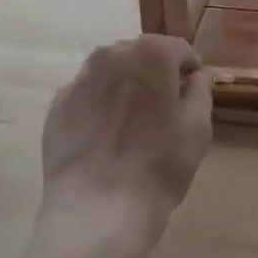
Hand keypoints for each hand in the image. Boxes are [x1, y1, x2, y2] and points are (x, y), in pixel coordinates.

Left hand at [38, 35, 212, 256]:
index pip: (178, 49)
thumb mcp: (198, 126)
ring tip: (133, 122)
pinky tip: (105, 138)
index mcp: (150, 53)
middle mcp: (111, 55)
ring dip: (125, 86)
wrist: (98, 208)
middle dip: (155, 74)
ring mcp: (79, 80)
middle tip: (165, 109)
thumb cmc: (160, 163)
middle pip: (141, 55)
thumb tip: (196, 75)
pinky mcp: (57, 107)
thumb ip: (201, 90)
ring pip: (111, 73)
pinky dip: (99, 106)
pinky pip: (87, 96)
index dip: (190, 70)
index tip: (193, 94)